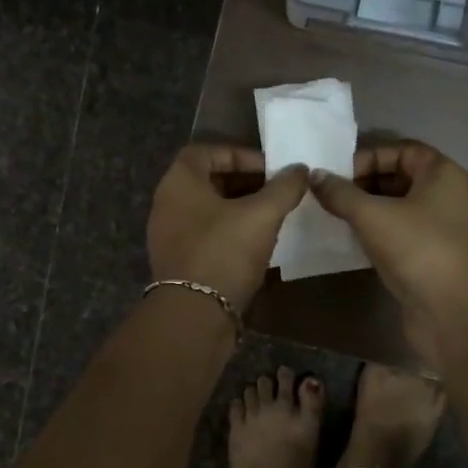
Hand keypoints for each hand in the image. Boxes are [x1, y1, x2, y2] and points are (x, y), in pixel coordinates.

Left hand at [147, 145, 309, 312]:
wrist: (194, 316)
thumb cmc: (224, 252)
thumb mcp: (261, 215)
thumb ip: (284, 188)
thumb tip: (300, 169)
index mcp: (178, 182)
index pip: (205, 151)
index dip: (239, 154)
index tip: (270, 169)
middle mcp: (167, 203)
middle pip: (208, 180)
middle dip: (244, 182)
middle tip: (276, 191)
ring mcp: (169, 235)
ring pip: (208, 210)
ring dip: (239, 208)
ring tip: (272, 216)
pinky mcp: (178, 262)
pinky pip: (206, 235)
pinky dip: (230, 232)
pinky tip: (257, 244)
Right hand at [309, 140, 467, 361]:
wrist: (454, 313)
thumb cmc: (418, 249)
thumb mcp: (372, 215)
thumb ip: (340, 193)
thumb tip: (314, 176)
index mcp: (442, 174)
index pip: (401, 149)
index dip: (368, 156)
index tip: (336, 173)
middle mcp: (445, 195)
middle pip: (398, 176)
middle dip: (362, 182)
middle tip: (328, 194)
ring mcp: (439, 226)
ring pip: (396, 205)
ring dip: (365, 208)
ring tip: (332, 213)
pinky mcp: (429, 254)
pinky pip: (398, 230)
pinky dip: (374, 230)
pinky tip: (349, 237)